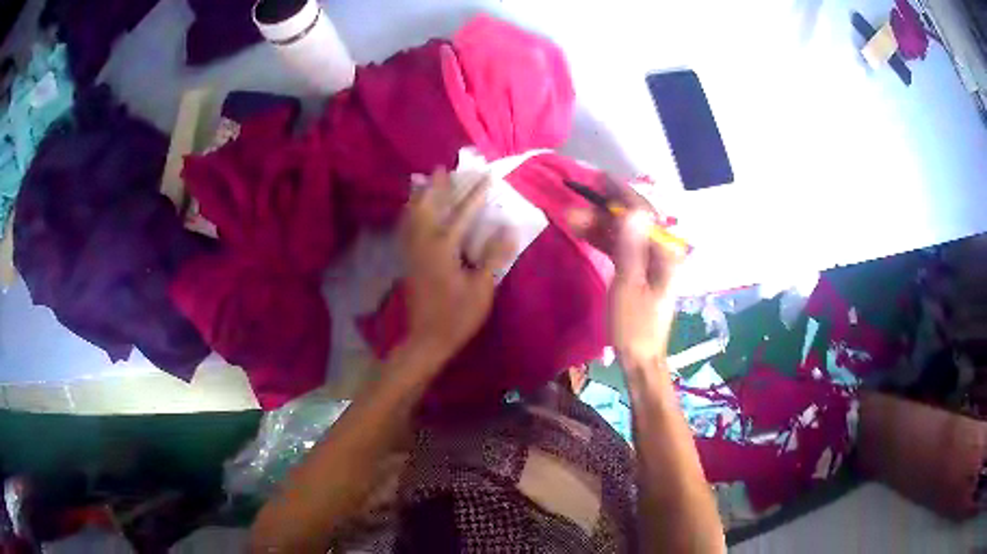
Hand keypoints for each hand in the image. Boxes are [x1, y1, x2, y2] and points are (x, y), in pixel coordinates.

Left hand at [400, 168, 515, 362]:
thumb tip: (508, 229)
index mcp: (443, 248)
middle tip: (442, 169)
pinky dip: (408, 215)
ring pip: (412, 216)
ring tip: (423, 181)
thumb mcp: (481, 289)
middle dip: (437, 186)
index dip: (476, 194)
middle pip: (429, 207)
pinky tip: (410, 212)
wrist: (426, 340)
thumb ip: (493, 257)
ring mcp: (412, 252)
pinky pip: (405, 229)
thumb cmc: (457, 316)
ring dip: (419, 196)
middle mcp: (424, 243)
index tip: (487, 176)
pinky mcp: (407, 261)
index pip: (463, 213)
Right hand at [567, 181, 683, 367]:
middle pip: (632, 220)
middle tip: (578, 195)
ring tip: (571, 215)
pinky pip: (620, 249)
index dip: (621, 193)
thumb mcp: (629, 286)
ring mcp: (649, 262)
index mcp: (664, 253)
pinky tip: (583, 231)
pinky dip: (603, 240)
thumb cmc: (636, 326)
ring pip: (623, 234)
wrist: (641, 358)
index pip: (643, 212)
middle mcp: (660, 252)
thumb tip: (632, 209)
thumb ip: (631, 247)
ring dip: (599, 224)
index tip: (598, 178)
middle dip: (604, 208)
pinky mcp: (638, 272)